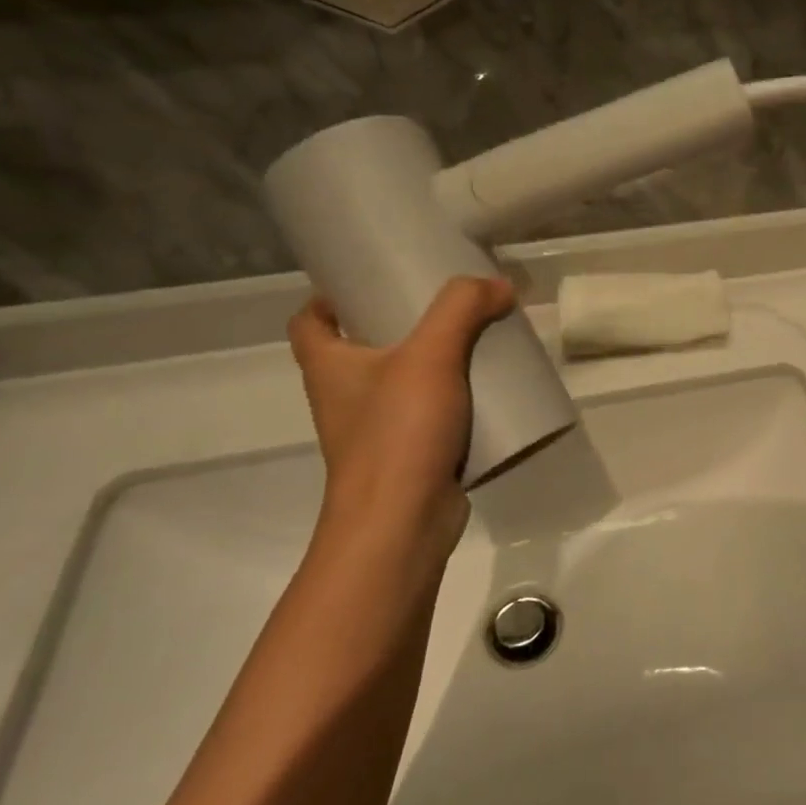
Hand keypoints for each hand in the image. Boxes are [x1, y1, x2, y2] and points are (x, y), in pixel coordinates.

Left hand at [287, 277, 516, 551]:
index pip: (309, 321)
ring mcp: (376, 430)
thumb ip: (462, 309)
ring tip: (475, 340)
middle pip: (363, 347)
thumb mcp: (430, 355)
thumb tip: (496, 284)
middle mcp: (344, 396)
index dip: (330, 297)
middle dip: (399, 324)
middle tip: (444, 304)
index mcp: (329, 366)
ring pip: (401, 383)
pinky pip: (430, 416)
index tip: (371, 281)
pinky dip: (454, 401)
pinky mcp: (409, 456)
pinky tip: (489, 390)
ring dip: (432, 363)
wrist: (402, 524)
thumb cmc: (397, 433)